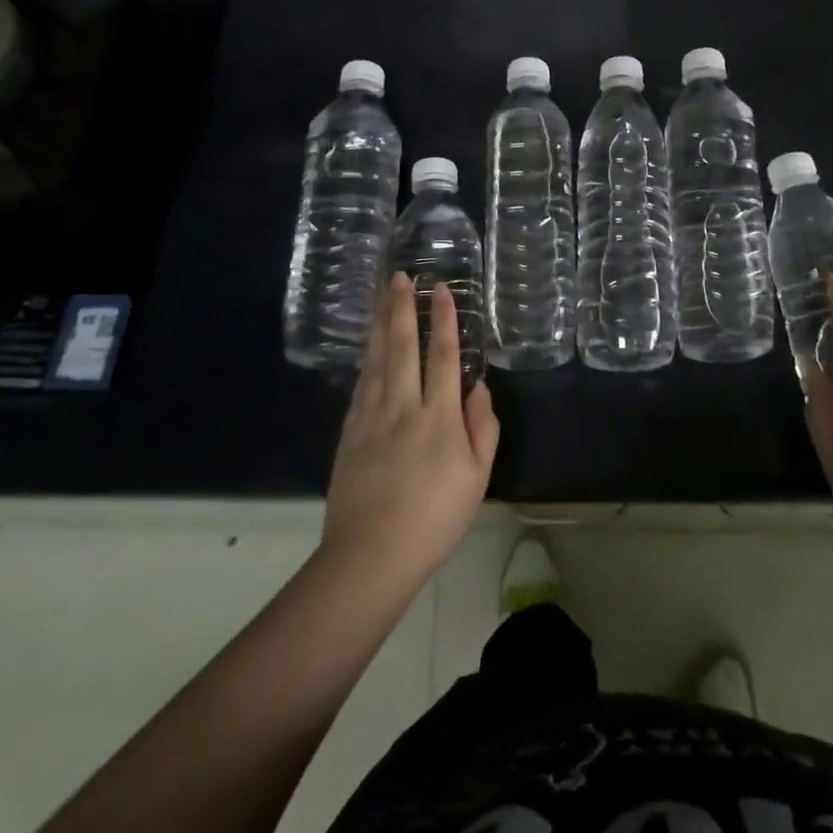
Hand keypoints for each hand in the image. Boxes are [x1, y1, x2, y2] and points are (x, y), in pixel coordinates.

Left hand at [322, 273, 498, 589]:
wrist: (371, 554)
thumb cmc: (435, 518)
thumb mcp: (477, 478)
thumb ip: (483, 428)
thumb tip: (478, 387)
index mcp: (439, 417)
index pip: (442, 356)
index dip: (444, 320)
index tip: (440, 290)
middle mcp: (403, 407)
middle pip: (403, 347)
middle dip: (402, 309)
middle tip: (400, 277)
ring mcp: (371, 418)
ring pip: (377, 360)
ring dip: (381, 325)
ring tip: (381, 297)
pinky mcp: (349, 433)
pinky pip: (361, 385)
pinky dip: (367, 360)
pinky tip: (368, 347)